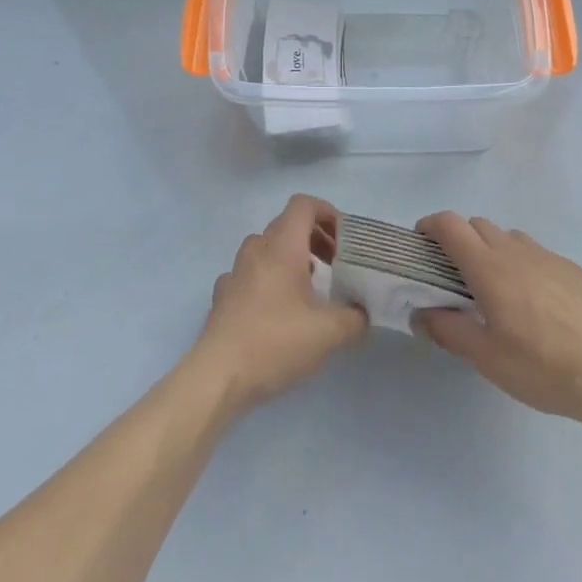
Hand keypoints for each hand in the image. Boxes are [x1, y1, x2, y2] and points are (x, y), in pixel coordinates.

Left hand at [192, 194, 366, 411]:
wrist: (218, 376)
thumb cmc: (276, 342)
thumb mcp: (329, 333)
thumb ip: (354, 318)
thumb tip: (362, 313)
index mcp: (282, 247)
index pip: (303, 205)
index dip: (326, 212)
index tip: (344, 239)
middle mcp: (256, 250)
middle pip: (286, 225)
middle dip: (314, 237)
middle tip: (334, 263)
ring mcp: (235, 272)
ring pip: (266, 248)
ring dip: (290, 257)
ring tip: (309, 286)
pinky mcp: (223, 296)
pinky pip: (249, 273)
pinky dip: (267, 279)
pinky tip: (275, 308)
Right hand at [415, 212, 581, 427]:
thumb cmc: (542, 368)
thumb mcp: (487, 359)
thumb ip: (448, 330)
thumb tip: (419, 314)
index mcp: (490, 268)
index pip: (450, 225)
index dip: (430, 226)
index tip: (421, 243)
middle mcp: (516, 251)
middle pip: (477, 225)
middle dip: (458, 240)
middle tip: (454, 275)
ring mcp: (548, 257)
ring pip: (508, 237)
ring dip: (491, 250)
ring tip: (495, 288)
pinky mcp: (573, 269)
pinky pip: (536, 253)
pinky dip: (522, 264)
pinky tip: (534, 302)